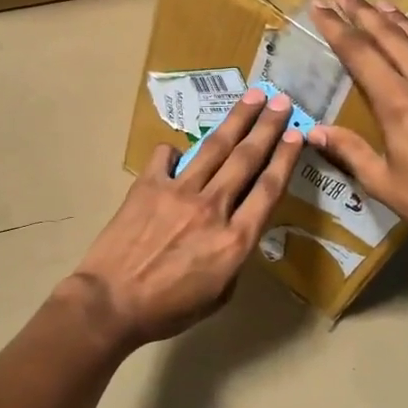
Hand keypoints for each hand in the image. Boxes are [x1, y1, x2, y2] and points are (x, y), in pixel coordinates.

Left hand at [70, 90, 303, 347]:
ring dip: (236, 119)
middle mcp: (213, 207)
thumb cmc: (167, 310)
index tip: (297, 134)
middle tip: (281, 100)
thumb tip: (233, 231)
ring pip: (214, 148)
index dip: (285, 158)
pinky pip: (165, 157)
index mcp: (235, 240)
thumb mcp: (218, 296)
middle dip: (267, 126)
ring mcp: (179, 191)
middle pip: (247, 158)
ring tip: (252, 96)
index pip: (269, 189)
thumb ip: (233, 259)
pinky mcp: (148, 185)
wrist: (111, 302)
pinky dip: (174, 150)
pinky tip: (177, 148)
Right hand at [308, 0, 407, 253]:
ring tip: (383, 5)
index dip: (337, 28)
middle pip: (391, 37)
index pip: (360, 55)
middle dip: (364, 13)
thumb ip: (349, 150)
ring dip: (402, 22)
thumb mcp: (382, 182)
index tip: (320, 8)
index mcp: (398, 104)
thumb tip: (313, 131)